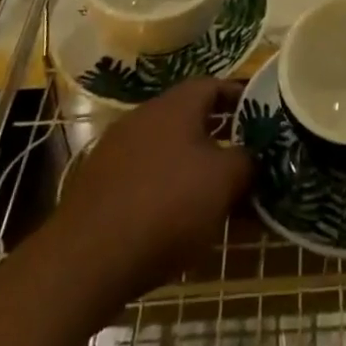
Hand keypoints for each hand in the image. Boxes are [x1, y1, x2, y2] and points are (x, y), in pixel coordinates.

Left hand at [54, 78, 252, 299]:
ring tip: (216, 198)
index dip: (240, 99)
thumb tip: (251, 157)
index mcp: (175, 105)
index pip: (215, 85)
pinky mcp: (99, 186)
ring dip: (193, 168)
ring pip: (168, 150)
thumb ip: (246, 161)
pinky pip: (144, 177)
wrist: (85, 261)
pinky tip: (177, 222)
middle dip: (220, 139)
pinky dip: (165, 191)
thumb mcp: (223, 182)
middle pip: (190, 119)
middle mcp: (144, 116)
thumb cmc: (166, 206)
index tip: (261, 119)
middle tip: (244, 162)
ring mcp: (116, 150)